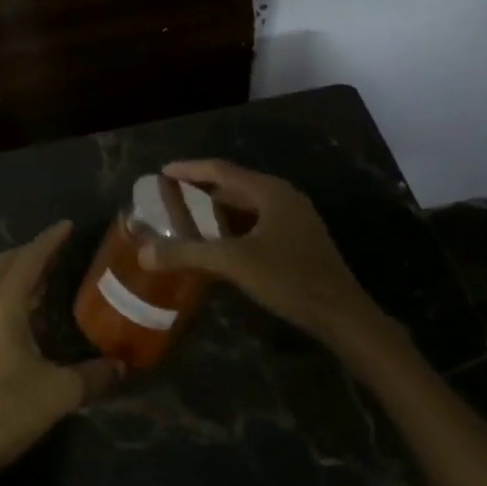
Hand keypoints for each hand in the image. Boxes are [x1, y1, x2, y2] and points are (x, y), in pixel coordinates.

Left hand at [0, 222, 121, 484]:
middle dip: (30, 251)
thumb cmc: (4, 411)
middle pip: (4, 263)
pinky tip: (29, 318)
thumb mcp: (58, 393)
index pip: (28, 259)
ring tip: (48, 279)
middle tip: (59, 250)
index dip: (49, 240)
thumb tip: (121, 366)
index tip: (67, 225)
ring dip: (19, 274)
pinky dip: (10, 296)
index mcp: (4, 306)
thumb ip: (93, 376)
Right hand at [137, 160, 374, 344]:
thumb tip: (144, 253)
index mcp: (270, 191)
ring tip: (188, 219)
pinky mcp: (300, 240)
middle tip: (171, 197)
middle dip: (202, 191)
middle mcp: (284, 197)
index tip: (162, 172)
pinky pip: (258, 223)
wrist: (342, 316)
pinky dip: (234, 227)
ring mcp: (295, 219)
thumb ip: (187, 253)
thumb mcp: (233, 263)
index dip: (190, 169)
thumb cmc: (288, 279)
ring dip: (218, 211)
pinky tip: (220, 245)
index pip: (221, 170)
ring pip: (247, 206)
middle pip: (235, 186)